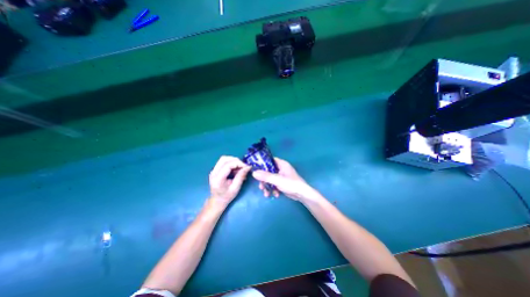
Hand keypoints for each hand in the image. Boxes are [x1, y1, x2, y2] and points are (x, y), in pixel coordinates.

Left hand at [209, 155, 250, 205]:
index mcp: (218, 179)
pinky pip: (224, 162)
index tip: (247, 167)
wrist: (217, 201)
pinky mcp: (215, 169)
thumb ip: (241, 176)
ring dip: (234, 161)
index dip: (238, 163)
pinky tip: (236, 169)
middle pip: (224, 159)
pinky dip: (231, 163)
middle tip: (243, 166)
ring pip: (224, 159)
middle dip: (236, 160)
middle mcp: (213, 172)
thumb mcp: (236, 188)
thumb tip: (248, 167)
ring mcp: (213, 170)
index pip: (227, 165)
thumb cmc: (226, 196)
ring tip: (240, 168)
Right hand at [254, 157, 322, 202]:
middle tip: (261, 186)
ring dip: (267, 186)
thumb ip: (266, 176)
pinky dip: (273, 189)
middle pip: (268, 171)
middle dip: (264, 180)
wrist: (302, 195)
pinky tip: (275, 195)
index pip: (269, 160)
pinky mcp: (282, 183)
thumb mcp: (278, 180)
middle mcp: (281, 168)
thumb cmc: (291, 184)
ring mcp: (281, 176)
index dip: (262, 164)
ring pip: (270, 179)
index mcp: (281, 164)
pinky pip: (274, 184)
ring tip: (266, 194)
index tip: (255, 169)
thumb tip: (254, 173)